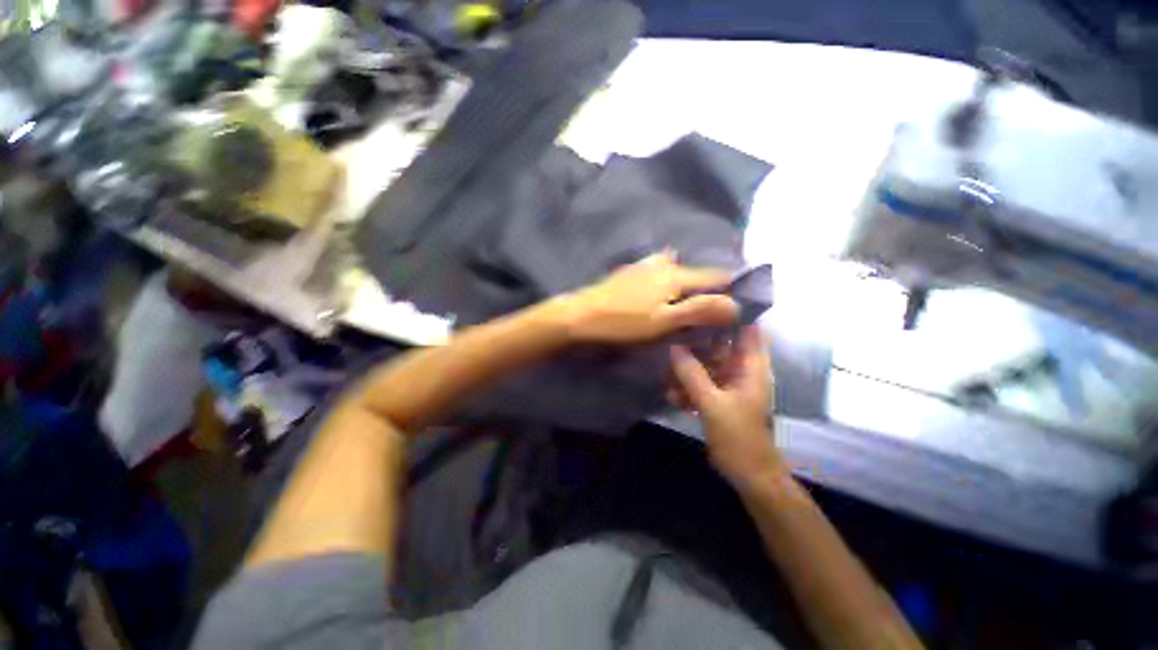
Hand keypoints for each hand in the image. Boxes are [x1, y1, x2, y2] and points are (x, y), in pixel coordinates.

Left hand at [558, 252, 737, 343]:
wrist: (582, 314)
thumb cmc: (625, 322)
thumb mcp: (664, 321)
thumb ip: (699, 310)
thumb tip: (736, 304)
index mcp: (675, 276)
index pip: (714, 277)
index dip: (730, 288)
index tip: (740, 303)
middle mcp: (663, 264)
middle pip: (694, 273)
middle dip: (708, 287)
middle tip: (712, 308)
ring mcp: (643, 265)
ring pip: (675, 269)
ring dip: (686, 282)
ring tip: (688, 301)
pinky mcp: (629, 272)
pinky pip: (657, 270)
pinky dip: (666, 279)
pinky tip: (660, 290)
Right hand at [670, 327, 782, 488]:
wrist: (749, 475)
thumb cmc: (739, 437)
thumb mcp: (712, 403)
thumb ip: (692, 373)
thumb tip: (673, 347)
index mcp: (751, 367)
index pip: (747, 329)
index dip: (730, 314)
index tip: (702, 304)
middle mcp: (742, 371)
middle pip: (720, 345)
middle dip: (696, 342)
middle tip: (670, 336)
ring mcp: (730, 385)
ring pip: (706, 365)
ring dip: (686, 368)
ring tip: (665, 374)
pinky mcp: (719, 398)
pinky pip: (701, 384)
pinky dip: (687, 387)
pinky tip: (671, 395)